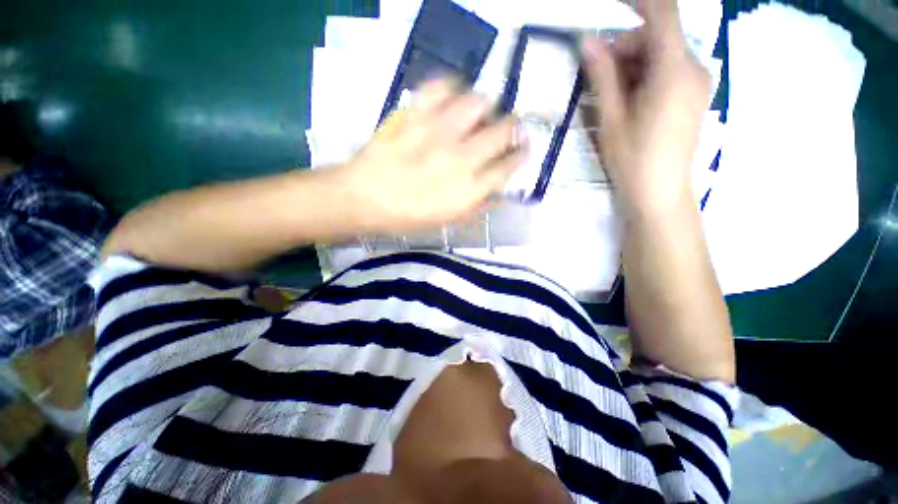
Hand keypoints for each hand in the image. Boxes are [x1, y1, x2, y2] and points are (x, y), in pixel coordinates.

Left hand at [336, 80, 524, 232]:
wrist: (364, 199)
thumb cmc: (407, 217)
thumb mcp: (447, 221)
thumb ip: (477, 206)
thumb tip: (499, 192)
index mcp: (469, 189)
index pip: (510, 165)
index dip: (521, 154)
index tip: (522, 149)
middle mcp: (461, 158)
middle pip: (504, 130)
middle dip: (513, 127)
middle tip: (507, 128)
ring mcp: (438, 133)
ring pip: (479, 102)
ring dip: (486, 106)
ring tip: (479, 113)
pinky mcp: (414, 114)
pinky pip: (441, 87)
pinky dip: (452, 88)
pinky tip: (451, 98)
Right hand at [581, 0, 709, 216]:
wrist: (660, 193)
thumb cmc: (632, 159)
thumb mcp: (611, 117)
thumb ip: (602, 76)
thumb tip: (586, 41)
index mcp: (674, 70)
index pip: (663, 14)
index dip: (640, 1)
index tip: (614, 4)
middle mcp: (694, 68)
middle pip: (658, 37)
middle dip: (625, 46)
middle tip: (596, 73)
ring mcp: (697, 83)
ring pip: (662, 54)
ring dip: (633, 64)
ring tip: (609, 95)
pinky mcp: (693, 96)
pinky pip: (669, 71)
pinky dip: (645, 75)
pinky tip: (628, 100)